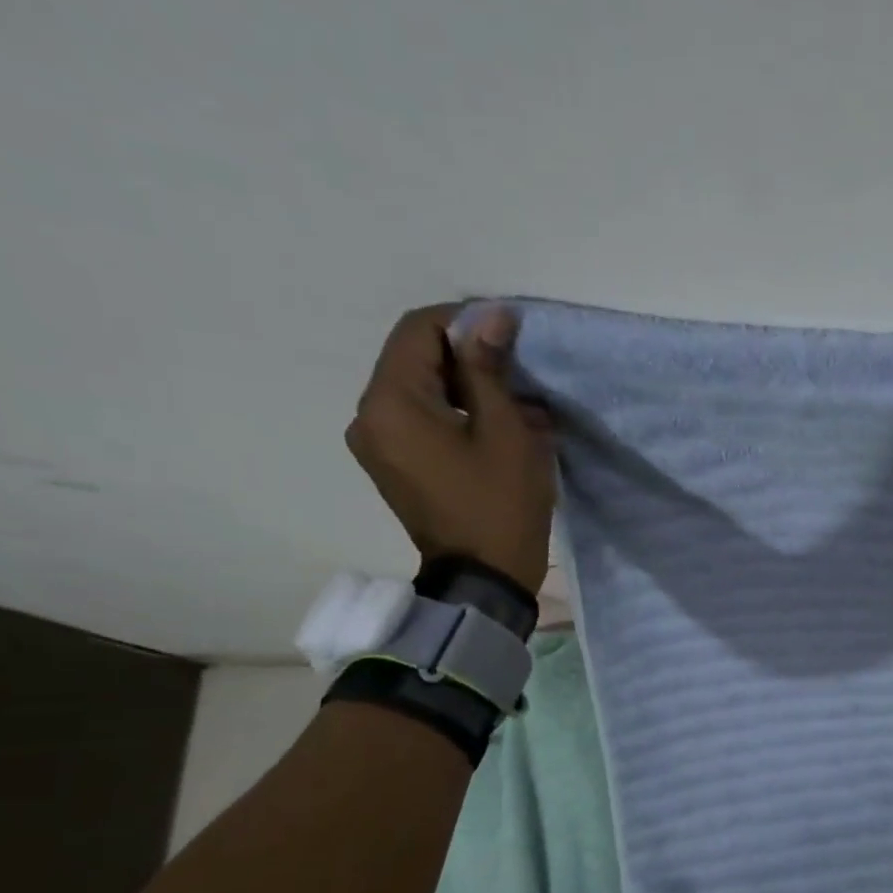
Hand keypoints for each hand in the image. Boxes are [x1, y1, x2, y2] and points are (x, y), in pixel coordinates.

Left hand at [346, 303, 555, 596]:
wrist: (484, 579)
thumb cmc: (499, 504)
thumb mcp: (506, 431)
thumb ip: (490, 367)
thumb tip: (491, 313)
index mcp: (390, 402)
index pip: (419, 330)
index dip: (466, 320)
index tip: (512, 332)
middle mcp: (370, 417)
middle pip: (417, 360)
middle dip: (470, 358)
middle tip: (522, 373)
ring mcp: (379, 444)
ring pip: (424, 392)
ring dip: (469, 389)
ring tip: (518, 406)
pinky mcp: (395, 466)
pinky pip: (423, 422)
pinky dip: (459, 415)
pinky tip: (497, 429)